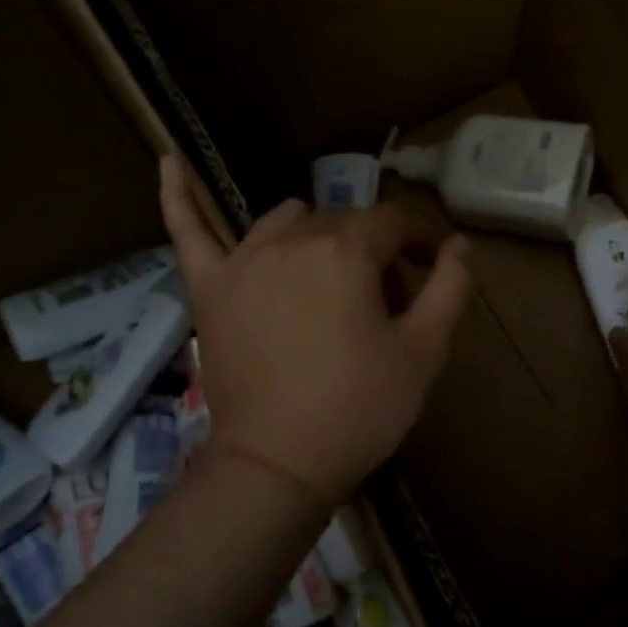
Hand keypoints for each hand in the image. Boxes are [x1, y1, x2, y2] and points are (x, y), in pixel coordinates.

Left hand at [159, 154, 473, 503]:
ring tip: (328, 278)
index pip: (392, 222)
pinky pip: (188, 231)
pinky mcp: (209, 288)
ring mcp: (242, 260)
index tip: (432, 264)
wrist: (278, 465)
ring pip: (288, 221)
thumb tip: (459, 243)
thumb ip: (450, 288)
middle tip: (386, 302)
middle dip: (373, 251)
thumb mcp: (424, 352)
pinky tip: (168, 161)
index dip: (419, 240)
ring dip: (316, 235)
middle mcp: (292, 241)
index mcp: (346, 252)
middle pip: (343, 223)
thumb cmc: (359, 410)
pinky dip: (178, 196)